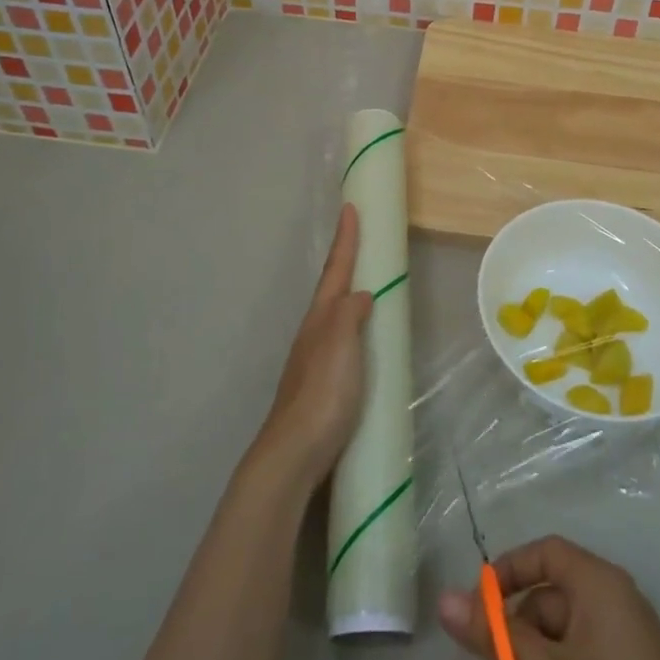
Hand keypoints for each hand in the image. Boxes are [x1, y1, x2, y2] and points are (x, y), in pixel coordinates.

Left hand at [251, 205, 374, 490]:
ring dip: (347, 292)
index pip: (336, 270)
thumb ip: (350, 315)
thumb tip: (361, 294)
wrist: (295, 451)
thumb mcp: (341, 345)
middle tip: (360, 239)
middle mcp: (314, 332)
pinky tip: (360, 340)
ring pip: (334, 314)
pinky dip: (352, 325)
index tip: (351, 208)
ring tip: (364, 283)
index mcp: (321, 318)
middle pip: (331, 288)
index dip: (346, 240)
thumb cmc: (322, 393)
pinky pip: (339, 339)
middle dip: (344, 262)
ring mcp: (314, 358)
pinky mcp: (321, 383)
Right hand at [439, 536, 659, 659]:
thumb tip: (444, 600)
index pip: (545, 553)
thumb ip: (495, 638)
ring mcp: (621, 645)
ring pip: (556, 646)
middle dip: (512, 649)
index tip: (478, 609)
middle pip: (545, 605)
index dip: (508, 572)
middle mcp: (611, 603)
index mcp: (599, 584)